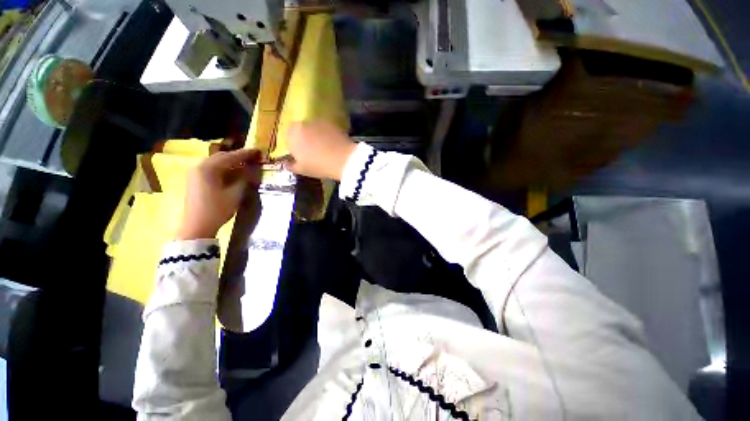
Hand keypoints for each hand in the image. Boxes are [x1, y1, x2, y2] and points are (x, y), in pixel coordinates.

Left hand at [176, 149, 262, 239]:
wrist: (196, 226)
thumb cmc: (217, 209)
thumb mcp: (235, 194)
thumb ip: (244, 179)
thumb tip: (252, 169)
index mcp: (208, 168)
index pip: (230, 157)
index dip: (246, 154)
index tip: (258, 151)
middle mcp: (199, 166)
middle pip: (222, 157)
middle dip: (238, 156)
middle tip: (254, 157)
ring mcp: (195, 173)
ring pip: (216, 162)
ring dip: (231, 162)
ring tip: (246, 164)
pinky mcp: (195, 180)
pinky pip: (212, 169)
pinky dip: (224, 168)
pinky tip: (233, 172)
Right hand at [285, 121, 356, 180]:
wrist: (345, 160)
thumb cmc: (319, 166)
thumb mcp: (302, 170)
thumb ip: (291, 165)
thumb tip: (285, 163)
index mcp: (292, 134)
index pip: (288, 137)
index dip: (295, 147)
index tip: (301, 157)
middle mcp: (303, 123)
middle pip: (301, 131)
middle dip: (305, 140)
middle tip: (313, 153)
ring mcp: (319, 121)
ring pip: (314, 129)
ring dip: (317, 136)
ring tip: (325, 150)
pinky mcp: (333, 124)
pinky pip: (326, 130)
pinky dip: (328, 136)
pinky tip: (334, 146)